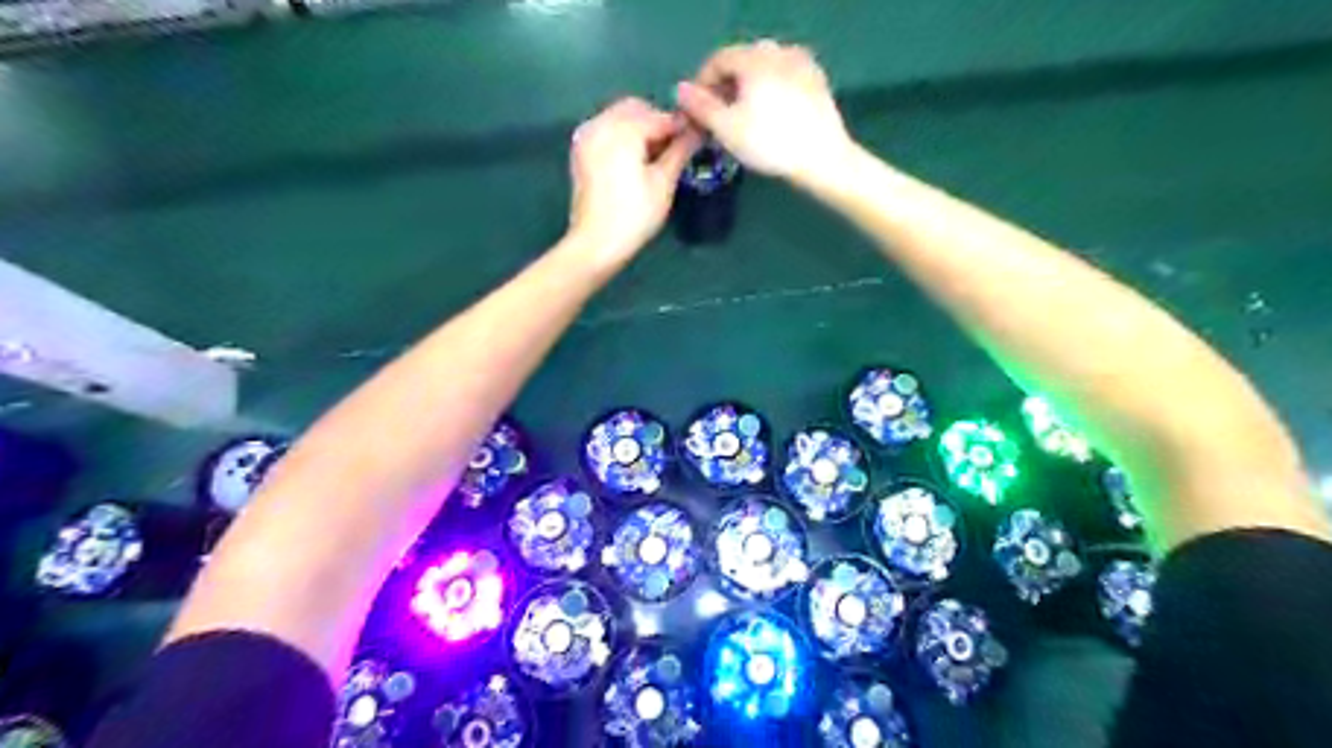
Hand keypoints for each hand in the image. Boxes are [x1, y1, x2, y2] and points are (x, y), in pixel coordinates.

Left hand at [563, 97, 701, 266]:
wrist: (595, 243)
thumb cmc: (634, 215)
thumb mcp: (663, 183)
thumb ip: (680, 150)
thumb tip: (699, 130)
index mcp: (623, 129)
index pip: (659, 116)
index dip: (681, 125)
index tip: (699, 135)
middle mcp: (601, 123)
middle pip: (636, 109)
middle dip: (657, 122)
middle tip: (677, 147)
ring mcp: (587, 136)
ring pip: (619, 117)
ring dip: (640, 128)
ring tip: (658, 156)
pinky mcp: (581, 151)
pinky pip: (606, 129)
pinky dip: (623, 136)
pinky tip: (636, 159)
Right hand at [677, 39, 852, 180]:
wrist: (822, 159)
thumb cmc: (769, 143)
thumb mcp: (726, 129)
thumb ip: (700, 106)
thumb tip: (681, 89)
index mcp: (754, 57)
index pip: (718, 60)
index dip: (701, 83)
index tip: (695, 110)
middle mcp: (779, 51)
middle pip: (742, 62)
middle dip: (725, 87)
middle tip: (717, 118)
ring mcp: (802, 63)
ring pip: (764, 70)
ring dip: (748, 89)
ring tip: (743, 119)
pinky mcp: (817, 81)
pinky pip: (784, 79)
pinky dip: (770, 91)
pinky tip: (769, 117)